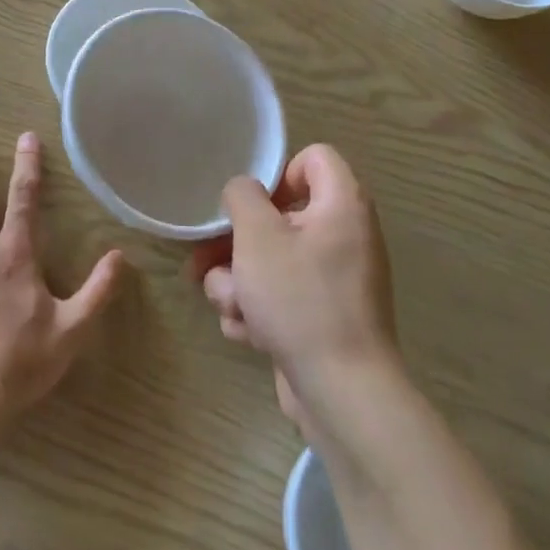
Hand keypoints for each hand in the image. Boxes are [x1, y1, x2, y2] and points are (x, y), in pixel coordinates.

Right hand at [189, 145, 398, 429]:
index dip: (278, 172)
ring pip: (269, 261)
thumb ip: (243, 197)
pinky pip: (279, 296)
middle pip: (278, 216)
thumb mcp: (258, 236)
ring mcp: (333, 280)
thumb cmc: (300, 300)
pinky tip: (246, 332)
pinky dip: (258, 311)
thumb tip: (244, 191)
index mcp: (341, 205)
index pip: (313, 158)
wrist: (341, 391)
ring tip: (230, 306)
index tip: (251, 204)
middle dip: (235, 243)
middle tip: (205, 260)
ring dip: (237, 281)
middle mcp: (343, 236)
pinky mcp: (320, 316)